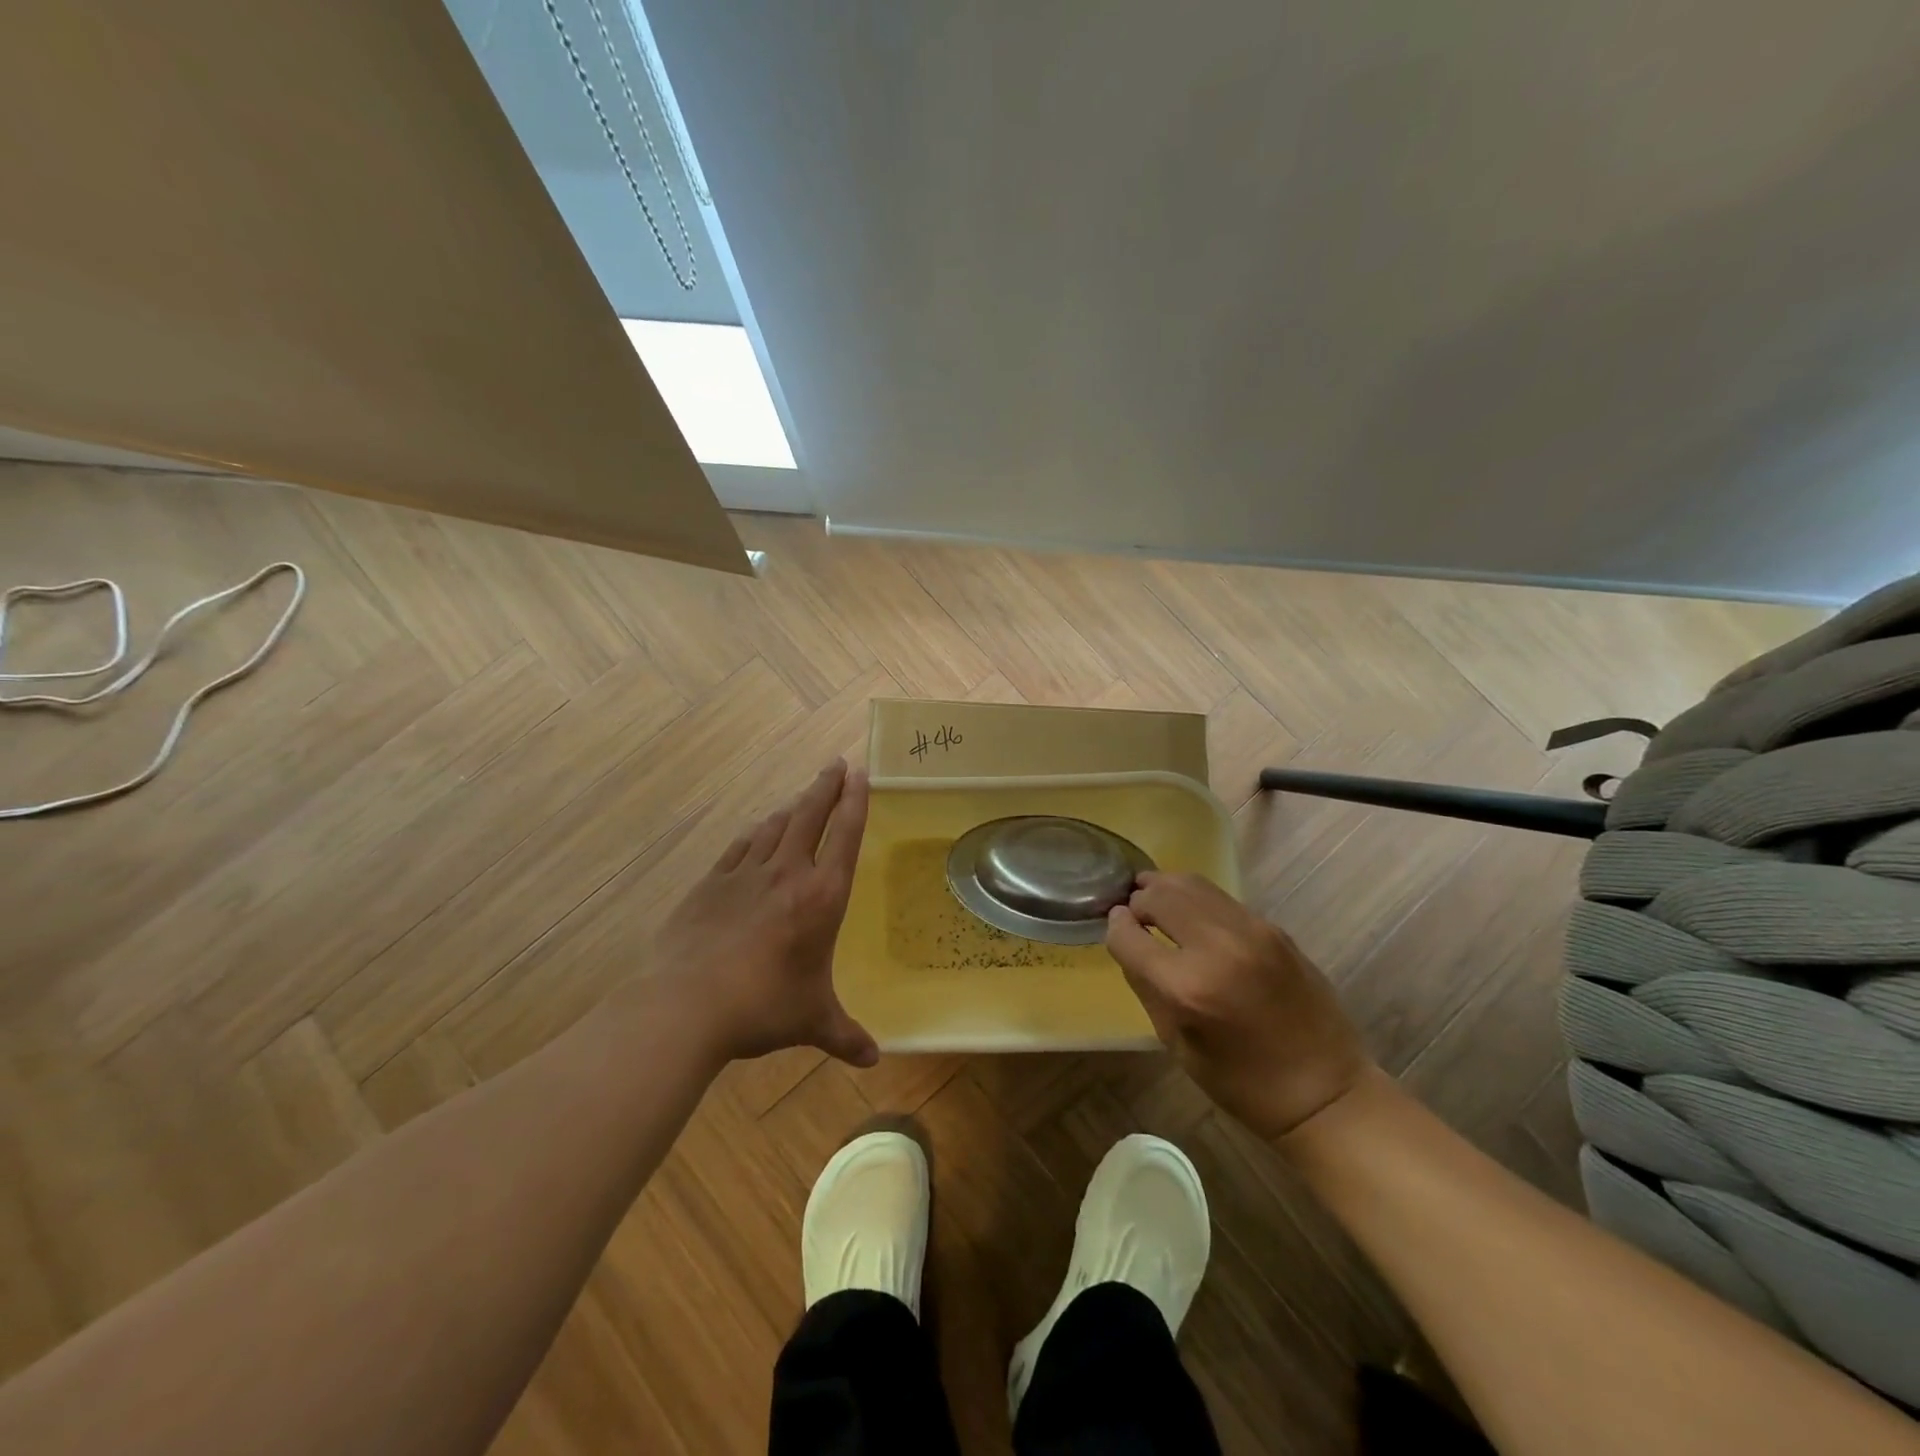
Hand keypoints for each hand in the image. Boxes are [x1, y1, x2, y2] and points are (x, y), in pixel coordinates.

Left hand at [644, 759, 877, 1069]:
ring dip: (792, 807)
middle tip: (836, 764)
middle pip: (810, 815)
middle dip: (825, 787)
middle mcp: (787, 873)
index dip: (855, 801)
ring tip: (802, 796)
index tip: (861, 773)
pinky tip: (756, 830)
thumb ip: (845, 1036)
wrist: (686, 1004)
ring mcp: (745, 874)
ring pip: (774, 826)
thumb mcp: (812, 1021)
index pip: (845, 835)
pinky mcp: (711, 883)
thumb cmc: (762, 1006)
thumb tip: (873, 1060)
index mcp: (821, 896)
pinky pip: (739, 847)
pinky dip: (754, 833)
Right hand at [1106, 871, 1369, 1139]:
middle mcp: (1217, 947)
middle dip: (1138, 901)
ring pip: (1191, 884)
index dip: (1115, 928)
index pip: (1128, 934)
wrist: (1326, 1092)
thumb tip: (1128, 939)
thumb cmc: (1242, 1083)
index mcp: (1187, 988)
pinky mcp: (1274, 928)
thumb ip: (1147, 985)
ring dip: (1166, 890)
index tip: (1115, 929)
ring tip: (1156, 903)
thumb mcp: (1177, 1043)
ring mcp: (1251, 931)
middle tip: (1134, 915)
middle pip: (1159, 896)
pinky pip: (1221, 899)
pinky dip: (1197, 900)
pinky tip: (1192, 916)